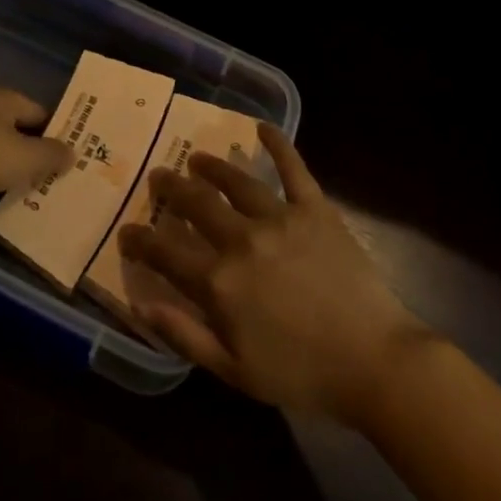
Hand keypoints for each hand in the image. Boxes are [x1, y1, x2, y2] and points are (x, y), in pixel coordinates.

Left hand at [0, 88, 72, 225]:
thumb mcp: (26, 157)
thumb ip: (52, 154)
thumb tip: (71, 153)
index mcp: (3, 98)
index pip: (40, 112)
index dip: (58, 133)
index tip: (72, 157)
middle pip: (18, 130)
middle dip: (35, 153)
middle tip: (57, 177)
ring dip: (12, 169)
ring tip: (34, 192)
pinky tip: (1, 199)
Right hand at [118, 124, 429, 421]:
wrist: (373, 362)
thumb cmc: (301, 374)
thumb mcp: (233, 371)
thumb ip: (184, 335)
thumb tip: (141, 304)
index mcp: (219, 282)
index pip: (166, 253)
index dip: (140, 240)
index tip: (126, 230)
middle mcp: (242, 240)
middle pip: (196, 205)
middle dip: (171, 189)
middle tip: (159, 176)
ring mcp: (280, 219)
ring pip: (236, 182)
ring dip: (211, 167)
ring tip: (197, 158)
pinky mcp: (315, 209)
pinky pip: (293, 169)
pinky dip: (277, 144)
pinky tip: (262, 127)